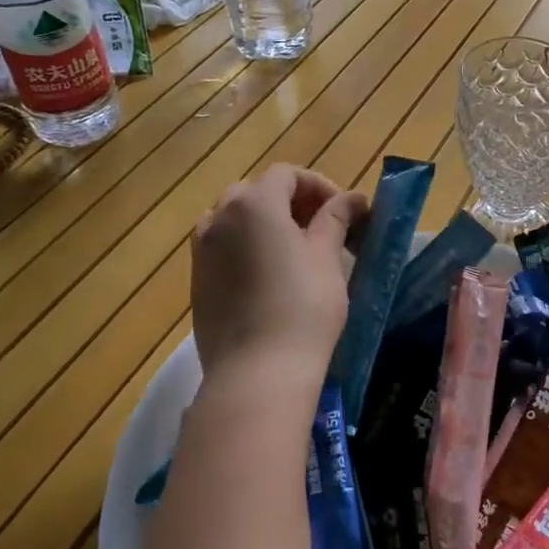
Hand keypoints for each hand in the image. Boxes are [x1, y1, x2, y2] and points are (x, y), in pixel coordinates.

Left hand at [190, 165, 366, 413]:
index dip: (318, 185)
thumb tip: (352, 198)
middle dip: (290, 201)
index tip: (343, 211)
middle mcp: (220, 217)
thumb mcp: (328, 258)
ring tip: (293, 250)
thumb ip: (336, 219)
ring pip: (234, 218)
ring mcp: (202, 250)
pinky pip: (221, 246)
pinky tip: (268, 276)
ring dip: (264, 222)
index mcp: (255, 203)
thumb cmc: (303, 307)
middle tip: (320, 228)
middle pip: (256, 191)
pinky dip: (245, 246)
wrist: (258, 373)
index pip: (287, 174)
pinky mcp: (196, 281)